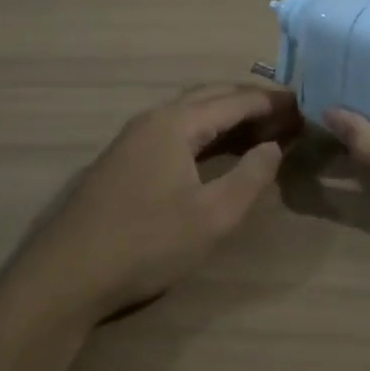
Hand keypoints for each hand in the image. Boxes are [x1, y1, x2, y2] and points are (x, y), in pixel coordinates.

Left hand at [22, 84, 301, 321]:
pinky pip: (175, 128)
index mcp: (176, 123)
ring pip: (190, 111)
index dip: (270, 101)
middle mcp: (154, 118)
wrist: (67, 273)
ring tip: (260, 126)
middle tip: (285, 112)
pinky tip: (215, 148)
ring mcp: (134, 138)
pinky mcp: (124, 159)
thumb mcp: (212, 217)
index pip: (234, 100)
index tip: (302, 104)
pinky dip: (205, 129)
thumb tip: (273, 146)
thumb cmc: (146, 243)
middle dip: (250, 100)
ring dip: (226, 113)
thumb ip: (251, 178)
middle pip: (210, 96)